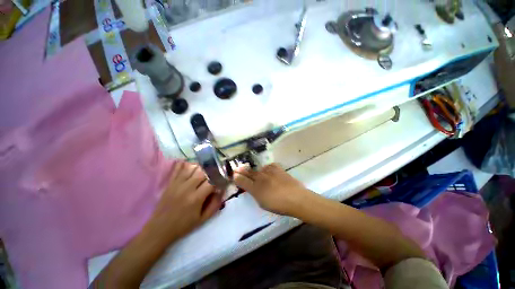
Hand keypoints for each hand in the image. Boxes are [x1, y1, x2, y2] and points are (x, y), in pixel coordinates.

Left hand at [145, 161, 222, 243]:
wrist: (159, 229)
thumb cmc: (183, 225)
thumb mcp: (203, 219)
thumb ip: (215, 204)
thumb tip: (222, 190)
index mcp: (196, 198)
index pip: (212, 182)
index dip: (219, 180)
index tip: (222, 182)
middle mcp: (187, 188)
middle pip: (203, 171)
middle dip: (211, 172)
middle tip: (214, 176)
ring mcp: (177, 183)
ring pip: (192, 167)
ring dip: (201, 167)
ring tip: (205, 171)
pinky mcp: (171, 182)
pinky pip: (179, 168)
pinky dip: (187, 164)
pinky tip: (192, 166)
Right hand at [233, 163, 312, 215]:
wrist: (296, 198)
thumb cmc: (279, 205)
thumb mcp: (262, 203)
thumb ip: (254, 193)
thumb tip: (249, 187)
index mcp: (256, 189)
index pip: (243, 181)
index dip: (237, 177)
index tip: (233, 175)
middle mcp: (261, 178)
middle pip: (249, 172)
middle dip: (242, 170)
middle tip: (237, 168)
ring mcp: (269, 172)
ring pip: (258, 168)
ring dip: (254, 169)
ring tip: (252, 170)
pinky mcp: (277, 168)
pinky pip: (268, 166)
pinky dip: (266, 168)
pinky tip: (267, 170)